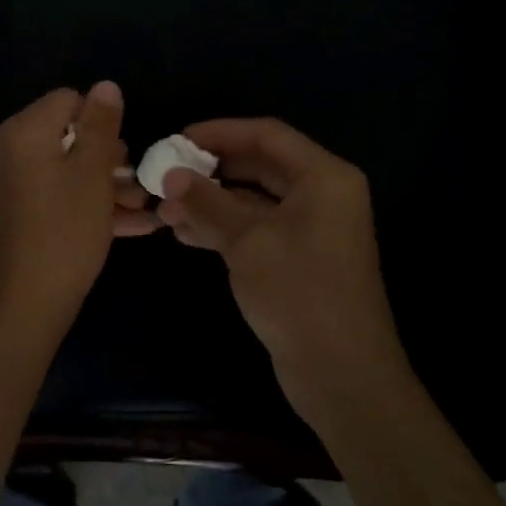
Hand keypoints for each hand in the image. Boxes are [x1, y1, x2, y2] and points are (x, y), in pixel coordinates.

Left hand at [0, 81, 157, 327]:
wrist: (22, 306)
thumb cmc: (64, 232)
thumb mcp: (93, 174)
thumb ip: (101, 125)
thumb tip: (106, 85)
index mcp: (22, 132)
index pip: (68, 101)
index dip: (103, 121)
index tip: (127, 152)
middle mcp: (6, 151)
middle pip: (66, 137)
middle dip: (109, 158)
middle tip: (140, 182)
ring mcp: (6, 186)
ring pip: (64, 172)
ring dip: (105, 186)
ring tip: (145, 208)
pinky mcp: (11, 216)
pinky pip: (54, 198)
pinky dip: (85, 205)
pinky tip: (131, 226)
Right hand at [157, 118, 407, 424]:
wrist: (341, 373)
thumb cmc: (299, 292)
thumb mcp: (248, 241)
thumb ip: (207, 202)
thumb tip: (170, 175)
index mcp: (323, 177)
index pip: (266, 134)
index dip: (219, 132)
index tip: (176, 139)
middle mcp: (321, 195)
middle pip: (258, 165)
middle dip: (210, 171)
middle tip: (165, 175)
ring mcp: (310, 229)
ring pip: (252, 200)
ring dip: (209, 202)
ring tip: (164, 211)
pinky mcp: (297, 258)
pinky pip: (255, 229)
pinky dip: (222, 227)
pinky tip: (184, 234)